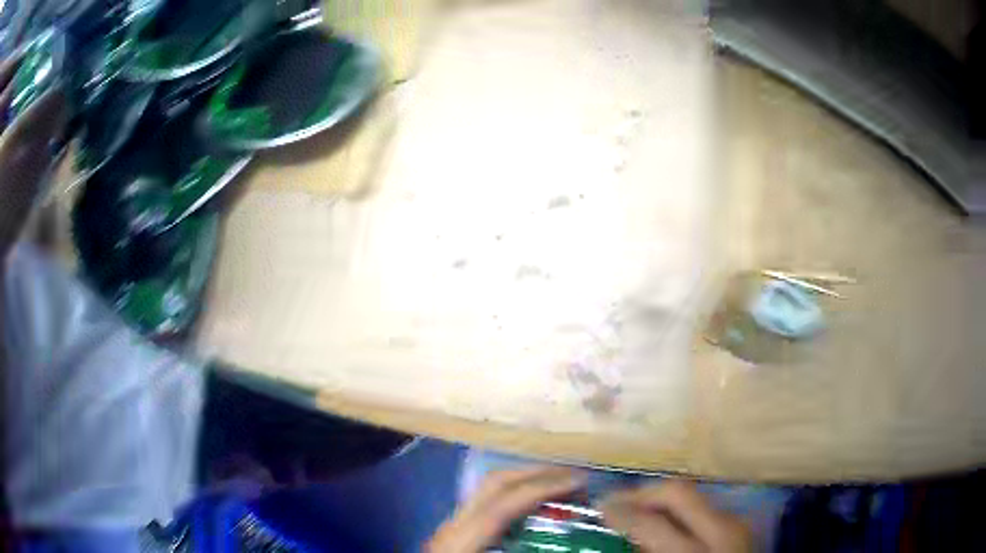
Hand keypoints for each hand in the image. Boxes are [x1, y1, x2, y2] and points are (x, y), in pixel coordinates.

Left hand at [426, 466, 585, 552]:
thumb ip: (526, 552)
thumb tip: (569, 549)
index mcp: (460, 541)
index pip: (504, 504)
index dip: (544, 488)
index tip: (581, 482)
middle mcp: (453, 525)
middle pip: (494, 484)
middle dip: (537, 474)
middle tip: (575, 477)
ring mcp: (451, 526)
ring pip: (488, 490)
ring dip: (526, 482)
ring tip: (560, 487)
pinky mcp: (454, 533)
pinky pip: (487, 504)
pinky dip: (514, 499)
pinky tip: (534, 510)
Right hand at [600, 481, 751, 552]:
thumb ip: (649, 551)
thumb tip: (625, 534)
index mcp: (699, 550)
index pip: (653, 522)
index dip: (622, 512)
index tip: (599, 507)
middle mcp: (723, 527)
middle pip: (678, 491)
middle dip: (643, 491)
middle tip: (616, 500)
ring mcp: (737, 521)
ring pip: (693, 494)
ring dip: (662, 498)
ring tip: (638, 509)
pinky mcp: (740, 523)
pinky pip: (704, 507)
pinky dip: (681, 510)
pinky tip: (668, 522)